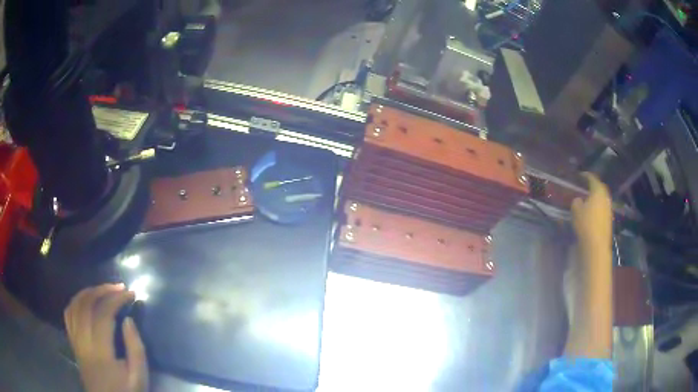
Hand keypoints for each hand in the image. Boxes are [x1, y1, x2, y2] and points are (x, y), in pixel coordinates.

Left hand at [64, 284, 147, 391]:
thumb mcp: (138, 377)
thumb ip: (135, 350)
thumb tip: (128, 320)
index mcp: (100, 352)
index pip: (104, 314)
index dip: (116, 299)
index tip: (130, 293)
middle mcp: (83, 341)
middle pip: (86, 305)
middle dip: (102, 290)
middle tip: (118, 287)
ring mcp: (75, 340)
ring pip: (75, 306)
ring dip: (88, 292)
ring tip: (102, 289)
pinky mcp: (72, 342)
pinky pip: (68, 314)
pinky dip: (76, 301)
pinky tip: (85, 300)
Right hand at [571, 173, 612, 255]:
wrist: (597, 244)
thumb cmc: (586, 224)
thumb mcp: (576, 210)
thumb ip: (576, 201)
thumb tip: (579, 200)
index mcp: (598, 191)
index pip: (592, 178)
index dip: (586, 175)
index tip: (580, 175)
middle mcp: (605, 197)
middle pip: (599, 187)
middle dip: (593, 186)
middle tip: (585, 186)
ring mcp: (608, 208)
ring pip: (602, 198)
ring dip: (595, 197)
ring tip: (588, 200)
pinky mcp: (608, 219)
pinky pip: (602, 207)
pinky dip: (597, 206)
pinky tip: (592, 211)